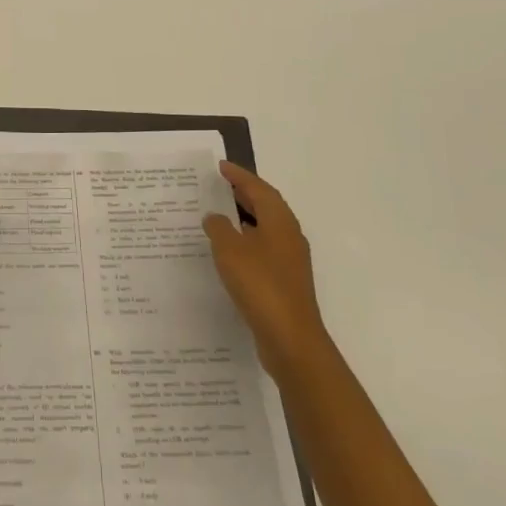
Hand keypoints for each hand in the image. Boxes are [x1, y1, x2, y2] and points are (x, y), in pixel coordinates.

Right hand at [203, 161, 324, 372]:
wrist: (290, 339)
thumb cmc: (260, 285)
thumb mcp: (230, 250)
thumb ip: (219, 228)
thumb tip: (215, 217)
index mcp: (280, 222)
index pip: (259, 189)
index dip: (239, 176)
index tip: (220, 166)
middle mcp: (289, 236)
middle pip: (266, 206)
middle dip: (244, 194)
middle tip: (219, 185)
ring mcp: (289, 261)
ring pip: (264, 229)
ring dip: (244, 219)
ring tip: (218, 215)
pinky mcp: (284, 282)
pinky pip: (262, 250)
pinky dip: (245, 242)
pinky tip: (228, 252)